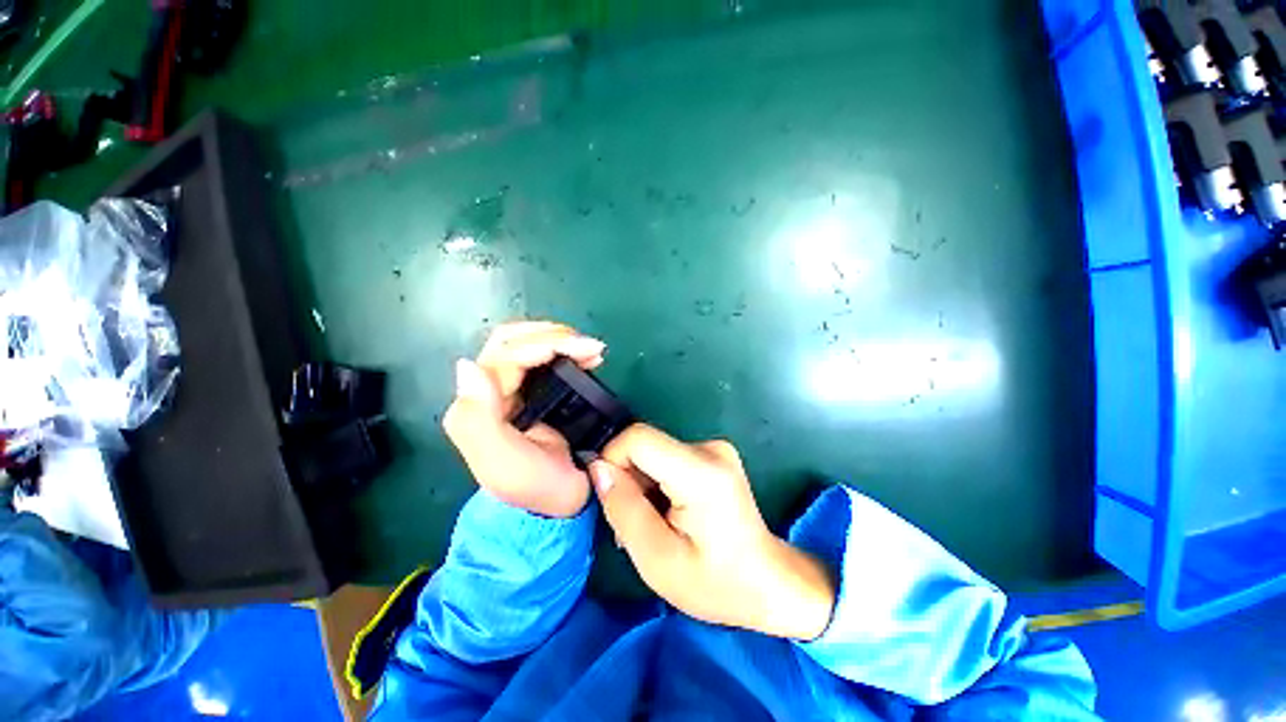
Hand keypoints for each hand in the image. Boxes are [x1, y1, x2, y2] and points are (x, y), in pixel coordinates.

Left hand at [442, 321, 604, 517]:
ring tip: (592, 350)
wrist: (556, 506)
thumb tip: (466, 364)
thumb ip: (480, 418)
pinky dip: (565, 350)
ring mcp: (509, 388)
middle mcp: (487, 391)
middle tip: (589, 346)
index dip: (547, 343)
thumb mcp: (505, 462)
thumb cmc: (535, 486)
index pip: (507, 355)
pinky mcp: (529, 391)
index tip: (586, 349)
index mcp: (476, 405)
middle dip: (553, 335)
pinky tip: (586, 356)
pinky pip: (542, 357)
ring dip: (561, 339)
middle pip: (513, 341)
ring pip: (527, 343)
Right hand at [590, 425, 835, 639]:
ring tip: (653, 522)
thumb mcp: (656, 559)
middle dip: (628, 478)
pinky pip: (667, 457)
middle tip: (634, 522)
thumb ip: (623, 508)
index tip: (611, 497)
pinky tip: (667, 511)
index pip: (638, 437)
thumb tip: (597, 468)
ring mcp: (714, 448)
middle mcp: (709, 448)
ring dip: (642, 483)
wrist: (769, 582)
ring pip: (653, 451)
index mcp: (700, 471)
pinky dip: (657, 481)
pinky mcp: (713, 454)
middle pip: (645, 444)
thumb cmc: (715, 582)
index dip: (613, 460)